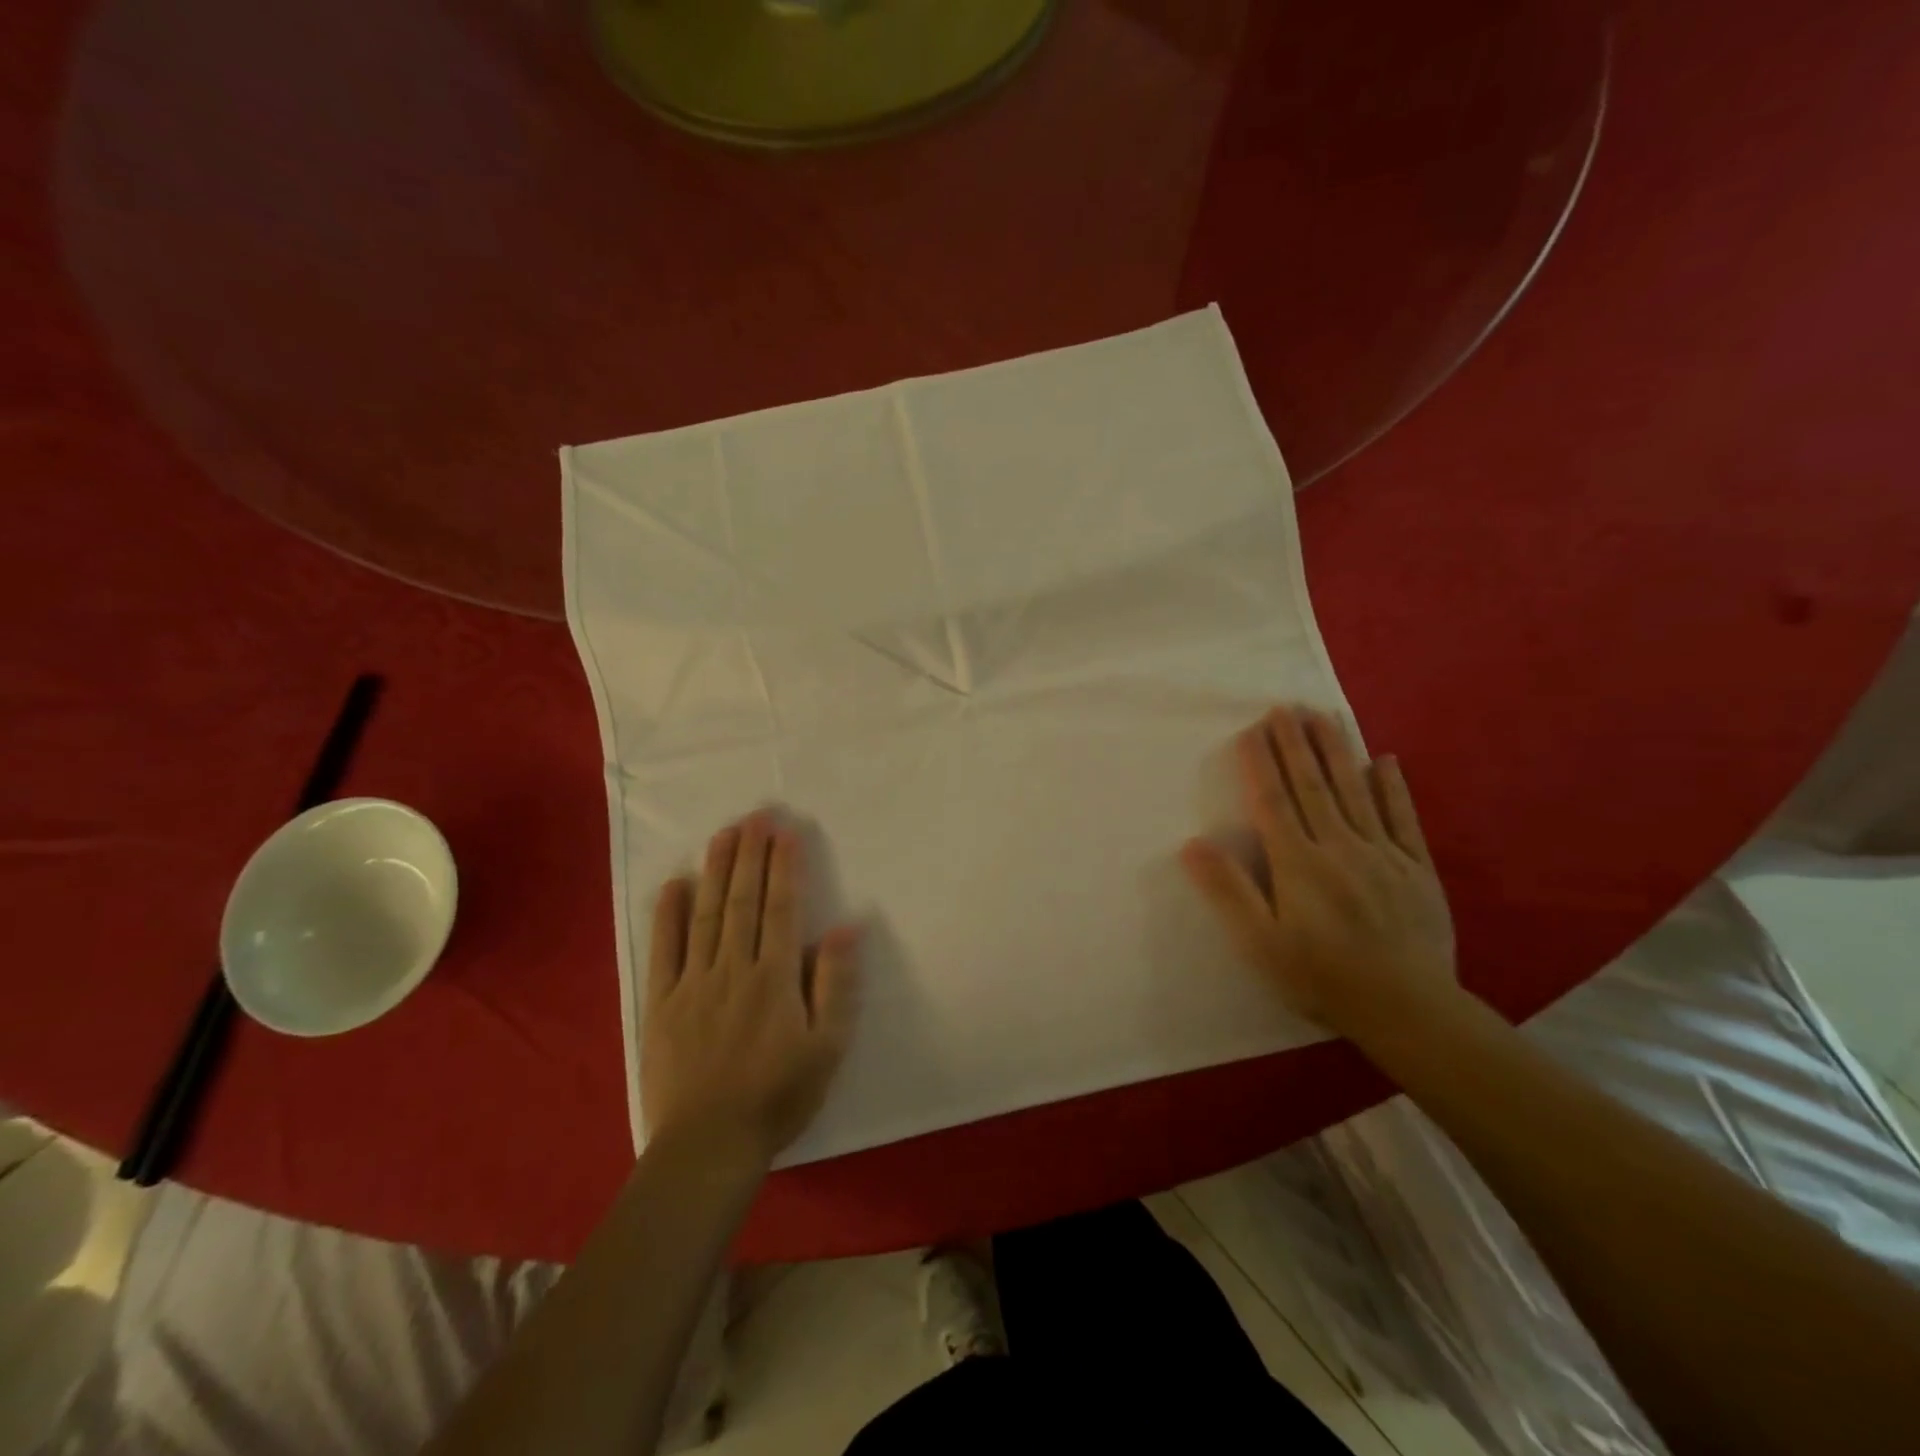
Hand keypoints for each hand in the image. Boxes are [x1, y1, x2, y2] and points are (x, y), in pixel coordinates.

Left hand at [642, 815, 860, 1165]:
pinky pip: (664, 950)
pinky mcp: (661, 1002)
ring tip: (723, 834)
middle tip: (755, 815)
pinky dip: (669, 915)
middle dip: (750, 854)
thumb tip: (845, 927)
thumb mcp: (827, 1047)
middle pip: (743, 901)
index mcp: (774, 978)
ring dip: (716, 871)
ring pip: (706, 914)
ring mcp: (693, 983)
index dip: (784, 867)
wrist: (708, 1147)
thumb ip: (836, 984)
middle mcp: (733, 969)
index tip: (786, 831)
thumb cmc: (778, 1096)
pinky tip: (675, 884)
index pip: (781, 908)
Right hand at [1181, 705, 1457, 1040]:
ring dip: (1338, 750)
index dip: (1261, 764)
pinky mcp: (1417, 868)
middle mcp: (1340, 847)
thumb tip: (1193, 844)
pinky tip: (1384, 760)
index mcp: (1299, 864)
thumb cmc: (1322, 977)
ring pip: (1356, 791)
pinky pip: (1403, 818)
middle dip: (1296, 744)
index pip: (1274, 802)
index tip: (1252, 729)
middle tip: (1285, 707)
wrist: (1408, 1009)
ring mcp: (1383, 854)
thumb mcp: (1262, 943)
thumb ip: (1229, 890)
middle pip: (1313, 786)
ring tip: (1324, 716)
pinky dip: (1392, 787)